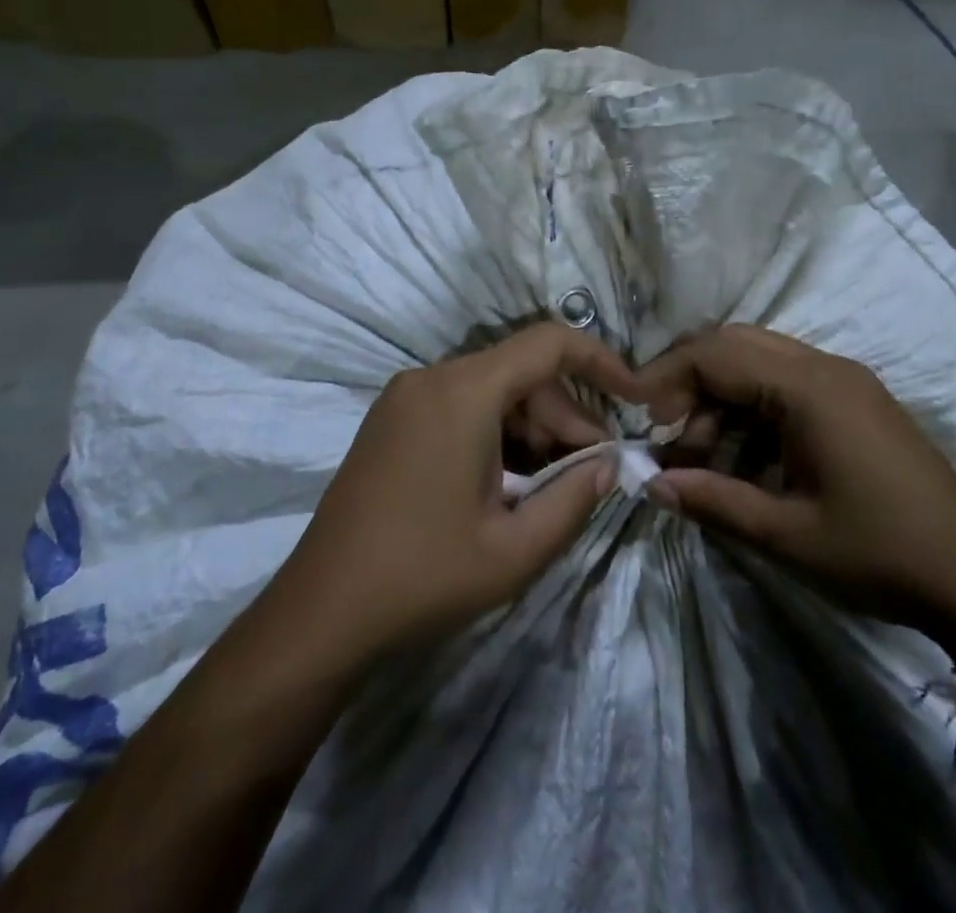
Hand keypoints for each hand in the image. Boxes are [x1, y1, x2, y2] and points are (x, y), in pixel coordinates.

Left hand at [256, 323, 639, 673]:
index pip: (549, 344)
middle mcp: (432, 377)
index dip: (600, 361)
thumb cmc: (423, 577)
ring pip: (491, 388)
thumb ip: (574, 499)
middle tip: (592, 468)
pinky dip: (496, 430)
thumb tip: (609, 464)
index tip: (634, 396)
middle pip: (521, 371)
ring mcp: (405, 396)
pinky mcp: (391, 419)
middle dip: (565, 413)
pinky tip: (509, 479)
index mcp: (464, 392)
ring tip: (554, 482)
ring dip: (532, 426)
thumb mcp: (515, 549)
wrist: (320, 612)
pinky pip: (461, 404)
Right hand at [638, 325, 955, 649]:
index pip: (716, 354)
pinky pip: (785, 384)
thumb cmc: (880, 554)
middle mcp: (824, 366)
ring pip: (758, 362)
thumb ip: (713, 500)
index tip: (637, 415)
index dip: (666, 376)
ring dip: (719, 398)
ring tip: (699, 456)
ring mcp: (843, 380)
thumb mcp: (787, 535)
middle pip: (734, 343)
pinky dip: (751, 410)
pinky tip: (741, 458)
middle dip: (688, 379)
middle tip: (662, 428)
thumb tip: (651, 484)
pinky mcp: (853, 400)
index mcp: (808, 387)